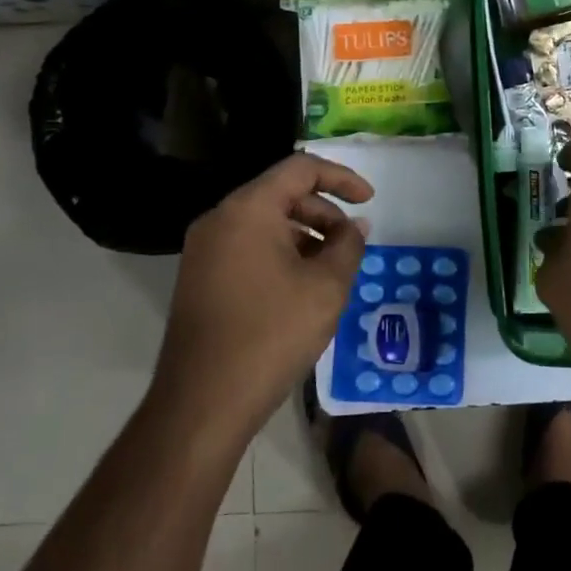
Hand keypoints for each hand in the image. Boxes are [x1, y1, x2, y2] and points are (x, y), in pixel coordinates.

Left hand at [154, 153, 372, 442]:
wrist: (203, 401)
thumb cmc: (272, 334)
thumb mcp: (326, 287)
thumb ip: (348, 246)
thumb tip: (355, 227)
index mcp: (248, 209)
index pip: (301, 169)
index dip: (342, 178)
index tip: (370, 201)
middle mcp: (220, 219)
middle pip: (281, 194)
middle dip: (324, 213)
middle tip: (351, 245)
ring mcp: (204, 250)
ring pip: (264, 223)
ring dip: (304, 236)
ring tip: (331, 272)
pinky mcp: (200, 278)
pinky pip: (247, 248)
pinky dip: (280, 254)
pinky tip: (301, 289)